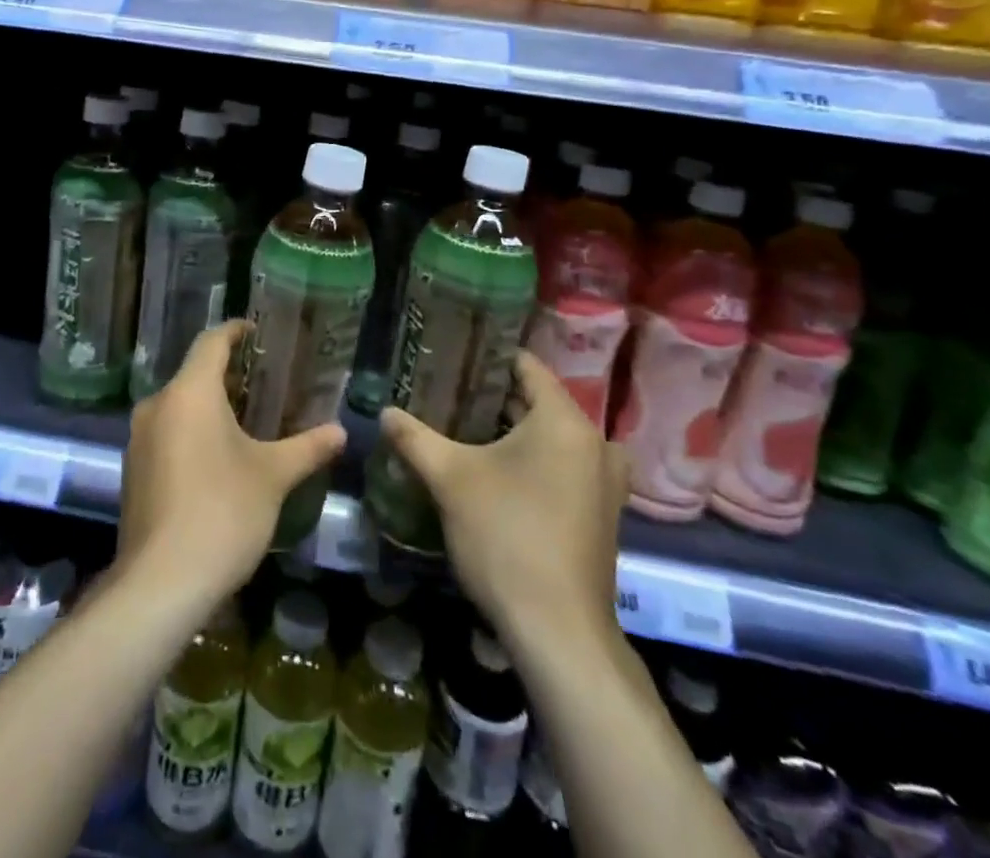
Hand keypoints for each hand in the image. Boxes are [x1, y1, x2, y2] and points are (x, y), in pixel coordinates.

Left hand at [118, 321, 345, 607]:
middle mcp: (157, 404)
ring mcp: (138, 438)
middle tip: (265, 384)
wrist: (161, 583)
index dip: (236, 331)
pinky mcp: (132, 470)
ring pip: (178, 405)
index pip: (212, 341)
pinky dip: (191, 432)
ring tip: (247, 421)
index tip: (258, 332)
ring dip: (209, 406)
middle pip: (194, 373)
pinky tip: (217, 459)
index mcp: (190, 392)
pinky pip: (166, 433)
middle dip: (228, 375)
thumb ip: (307, 447)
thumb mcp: (273, 476)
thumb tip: (341, 431)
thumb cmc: (223, 512)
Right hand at [379, 350, 627, 647]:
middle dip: (493, 398)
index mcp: (565, 421)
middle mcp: (595, 443)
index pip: (526, 366)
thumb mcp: (450, 479)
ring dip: (514, 432)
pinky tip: (496, 473)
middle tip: (448, 394)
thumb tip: (384, 412)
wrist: (558, 633)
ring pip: (552, 437)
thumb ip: (414, 438)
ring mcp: (605, 482)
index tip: (451, 357)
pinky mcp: (602, 514)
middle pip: (538, 402)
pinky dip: (535, 461)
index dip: (487, 358)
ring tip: (466, 430)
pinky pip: (565, 466)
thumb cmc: (506, 537)